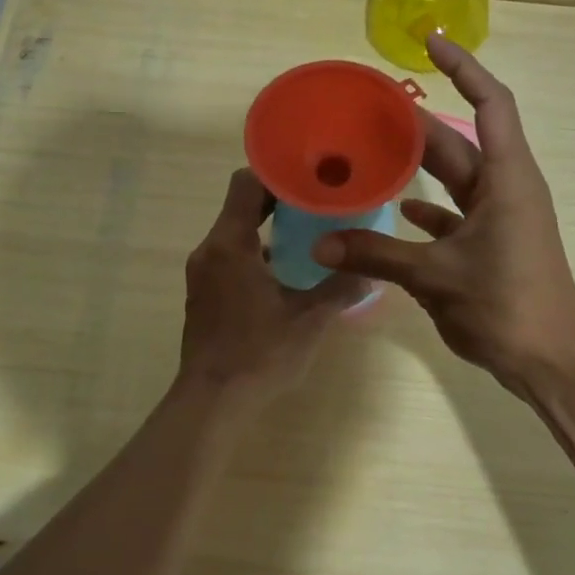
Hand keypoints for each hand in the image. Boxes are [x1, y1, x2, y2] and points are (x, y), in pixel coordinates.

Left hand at [178, 168, 367, 402]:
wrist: (212, 402)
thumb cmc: (260, 354)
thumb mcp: (309, 319)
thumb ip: (341, 288)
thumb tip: (372, 270)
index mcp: (230, 244)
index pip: (246, 183)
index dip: (277, 172)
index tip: (310, 174)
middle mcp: (210, 250)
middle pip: (240, 204)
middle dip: (278, 198)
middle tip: (319, 199)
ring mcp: (202, 272)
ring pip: (234, 231)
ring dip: (266, 226)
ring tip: (308, 231)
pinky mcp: (203, 293)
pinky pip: (229, 255)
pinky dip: (254, 251)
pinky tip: (285, 270)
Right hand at [312, 34, 574, 396]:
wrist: (550, 362)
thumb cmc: (506, 305)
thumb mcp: (435, 276)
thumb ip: (377, 255)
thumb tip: (321, 243)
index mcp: (506, 178)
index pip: (491, 103)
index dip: (463, 68)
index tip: (430, 43)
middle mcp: (505, 189)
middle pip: (458, 142)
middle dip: (416, 125)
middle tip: (367, 110)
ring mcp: (500, 218)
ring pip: (453, 180)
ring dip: (418, 167)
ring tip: (370, 152)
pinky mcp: (490, 246)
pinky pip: (453, 216)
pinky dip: (426, 210)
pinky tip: (394, 211)